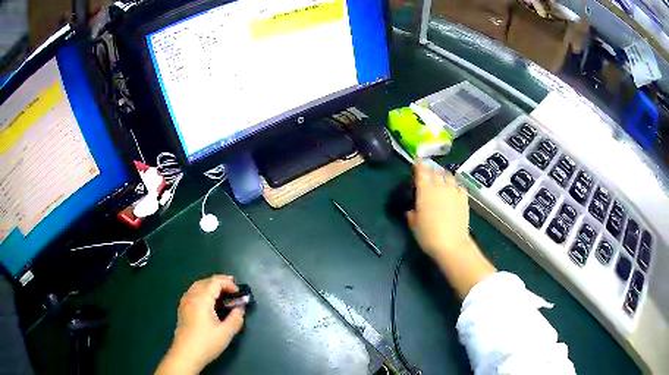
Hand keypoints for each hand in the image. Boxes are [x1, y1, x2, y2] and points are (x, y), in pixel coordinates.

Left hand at [156, 275, 244, 374]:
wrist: (186, 354)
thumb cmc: (206, 343)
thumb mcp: (226, 333)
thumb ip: (236, 319)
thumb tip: (240, 309)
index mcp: (201, 300)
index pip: (215, 282)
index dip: (228, 283)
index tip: (238, 292)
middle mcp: (191, 297)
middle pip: (205, 281)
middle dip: (219, 282)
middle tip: (232, 289)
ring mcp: (184, 302)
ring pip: (197, 286)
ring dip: (210, 286)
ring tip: (222, 294)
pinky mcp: (182, 309)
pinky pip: (192, 293)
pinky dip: (202, 291)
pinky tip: (208, 302)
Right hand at [407, 162, 470, 259]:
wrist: (451, 244)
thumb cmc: (428, 235)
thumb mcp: (414, 225)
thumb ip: (412, 214)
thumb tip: (412, 210)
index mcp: (425, 191)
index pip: (422, 171)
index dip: (419, 165)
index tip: (417, 162)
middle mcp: (440, 187)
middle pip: (435, 172)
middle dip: (431, 171)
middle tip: (428, 174)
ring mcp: (454, 191)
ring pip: (448, 176)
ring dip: (443, 176)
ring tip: (441, 180)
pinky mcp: (464, 198)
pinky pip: (459, 186)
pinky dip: (455, 185)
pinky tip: (454, 190)